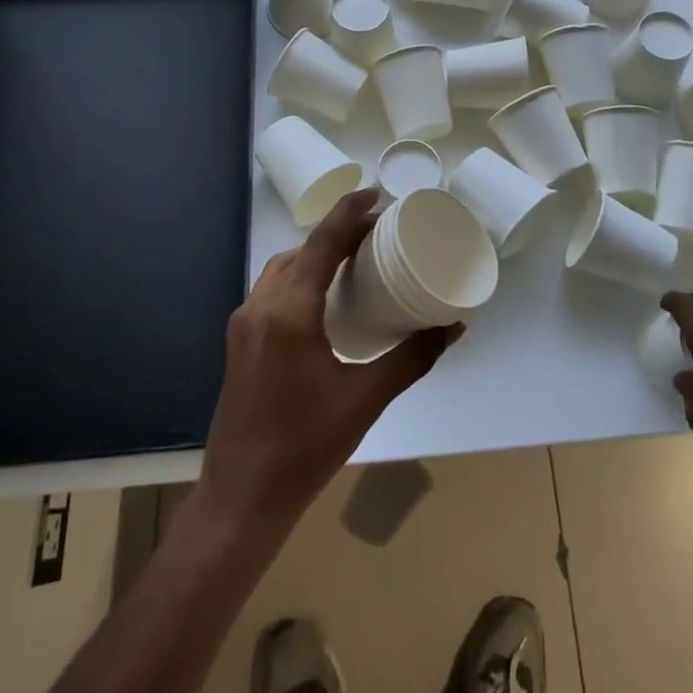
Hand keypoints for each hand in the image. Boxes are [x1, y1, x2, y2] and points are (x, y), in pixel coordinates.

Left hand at [198, 188, 457, 527]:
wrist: (240, 498)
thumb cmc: (304, 448)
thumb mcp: (366, 399)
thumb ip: (412, 358)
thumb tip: (453, 327)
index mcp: (288, 312)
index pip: (321, 243)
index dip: (350, 212)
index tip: (378, 194)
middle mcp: (259, 306)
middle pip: (300, 250)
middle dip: (337, 232)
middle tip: (378, 230)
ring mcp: (243, 324)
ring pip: (281, 269)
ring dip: (315, 255)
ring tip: (354, 258)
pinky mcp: (238, 341)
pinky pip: (272, 290)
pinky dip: (300, 278)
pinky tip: (324, 297)